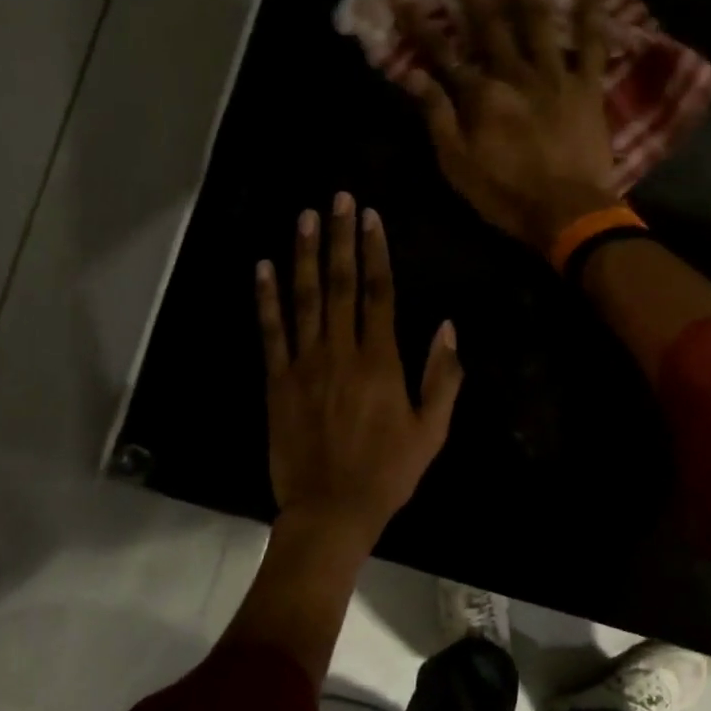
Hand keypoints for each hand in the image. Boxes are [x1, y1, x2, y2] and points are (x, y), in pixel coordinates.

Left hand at [256, 193, 462, 538]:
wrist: (330, 511)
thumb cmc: (388, 473)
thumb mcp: (432, 431)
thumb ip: (442, 377)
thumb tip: (447, 326)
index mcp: (380, 363)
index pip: (378, 293)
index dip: (375, 252)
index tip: (371, 218)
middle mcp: (340, 353)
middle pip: (340, 285)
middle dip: (340, 238)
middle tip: (338, 199)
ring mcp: (304, 366)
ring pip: (304, 299)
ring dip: (304, 255)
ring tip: (305, 217)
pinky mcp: (277, 382)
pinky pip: (270, 333)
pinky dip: (266, 299)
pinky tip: (263, 267)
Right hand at [399, 0, 621, 251]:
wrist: (567, 211)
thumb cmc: (505, 194)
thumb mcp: (457, 163)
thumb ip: (437, 116)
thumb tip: (413, 76)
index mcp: (480, 95)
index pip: (442, 53)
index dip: (421, 24)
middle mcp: (514, 74)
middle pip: (489, 22)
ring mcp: (554, 77)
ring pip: (537, 21)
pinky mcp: (587, 88)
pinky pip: (590, 46)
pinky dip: (589, 18)